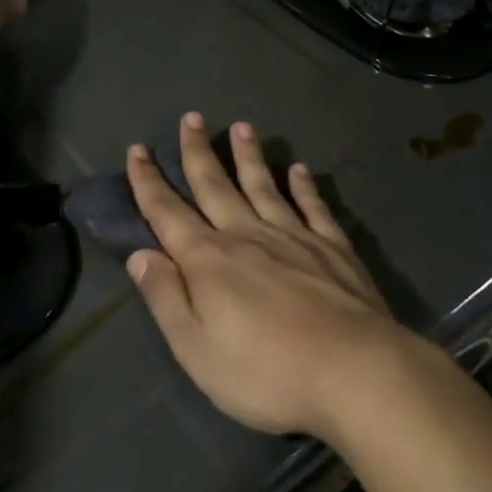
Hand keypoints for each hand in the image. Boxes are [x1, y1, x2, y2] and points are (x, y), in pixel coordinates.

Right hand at [125, 114, 416, 442]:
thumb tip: (140, 254)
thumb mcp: (197, 349)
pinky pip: (313, 208)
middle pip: (215, 186)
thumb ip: (166, 298)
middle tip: (191, 118)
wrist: (355, 373)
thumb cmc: (266, 372)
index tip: (137, 150)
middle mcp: (247, 236)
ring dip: (249, 157)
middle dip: (198, 152)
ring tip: (242, 128)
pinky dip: (304, 187)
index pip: (167, 212)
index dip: (148, 182)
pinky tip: (300, 171)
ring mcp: (294, 237)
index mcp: (208, 261)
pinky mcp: (333, 248)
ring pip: (263, 186)